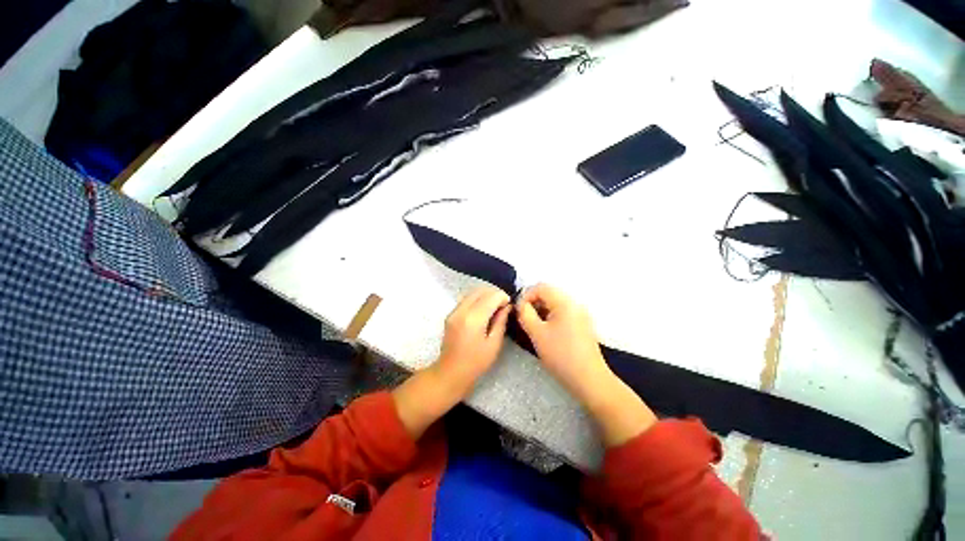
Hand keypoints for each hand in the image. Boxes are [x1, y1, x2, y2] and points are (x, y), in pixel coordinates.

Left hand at [434, 287, 510, 397]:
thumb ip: (501, 321)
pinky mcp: (450, 314)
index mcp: (474, 318)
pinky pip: (466, 299)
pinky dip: (476, 299)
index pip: (492, 296)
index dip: (503, 297)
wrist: (450, 373)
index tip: (509, 306)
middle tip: (503, 306)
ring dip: (485, 295)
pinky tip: (482, 310)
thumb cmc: (476, 363)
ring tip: (494, 307)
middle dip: (494, 294)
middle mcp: (462, 310)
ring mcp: (454, 311)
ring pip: (472, 292)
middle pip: (481, 290)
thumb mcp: (494, 344)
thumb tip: (507, 306)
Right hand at [516, 284, 655, 446]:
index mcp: (565, 302)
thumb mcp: (537, 334)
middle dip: (533, 303)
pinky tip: (547, 331)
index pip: (541, 287)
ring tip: (534, 326)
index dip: (526, 295)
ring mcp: (581, 314)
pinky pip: (563, 312)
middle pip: (549, 293)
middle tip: (524, 318)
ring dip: (542, 310)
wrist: (589, 379)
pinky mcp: (582, 324)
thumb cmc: (561, 355)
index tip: (519, 311)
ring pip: (556, 303)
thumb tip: (521, 304)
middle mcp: (575, 303)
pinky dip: (551, 316)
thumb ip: (525, 314)